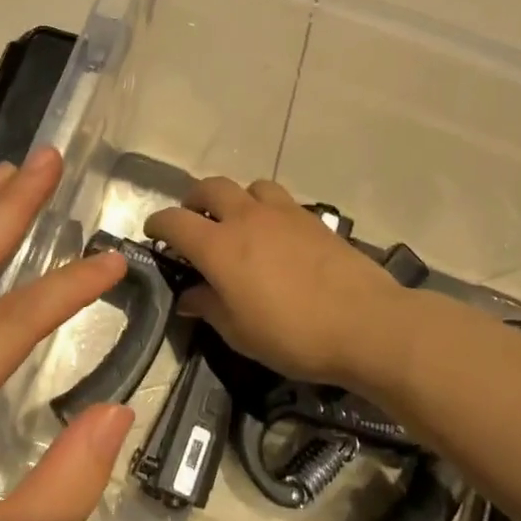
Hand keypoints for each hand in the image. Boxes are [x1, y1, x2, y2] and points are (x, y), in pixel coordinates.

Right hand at [145, 177, 407, 387]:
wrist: (366, 324)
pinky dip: (267, 209)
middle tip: (193, 221)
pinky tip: (276, 235)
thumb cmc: (293, 335)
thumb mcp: (239, 333)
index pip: (175, 221)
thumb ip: (208, 307)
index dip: (158, 224)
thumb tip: (189, 295)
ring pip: (249, 186)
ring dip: (235, 198)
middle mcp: (246, 218)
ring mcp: (282, 213)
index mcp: (219, 246)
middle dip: (194, 200)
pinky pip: (280, 200)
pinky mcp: (313, 218)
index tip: (153, 234)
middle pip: (210, 187)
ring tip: (238, 222)